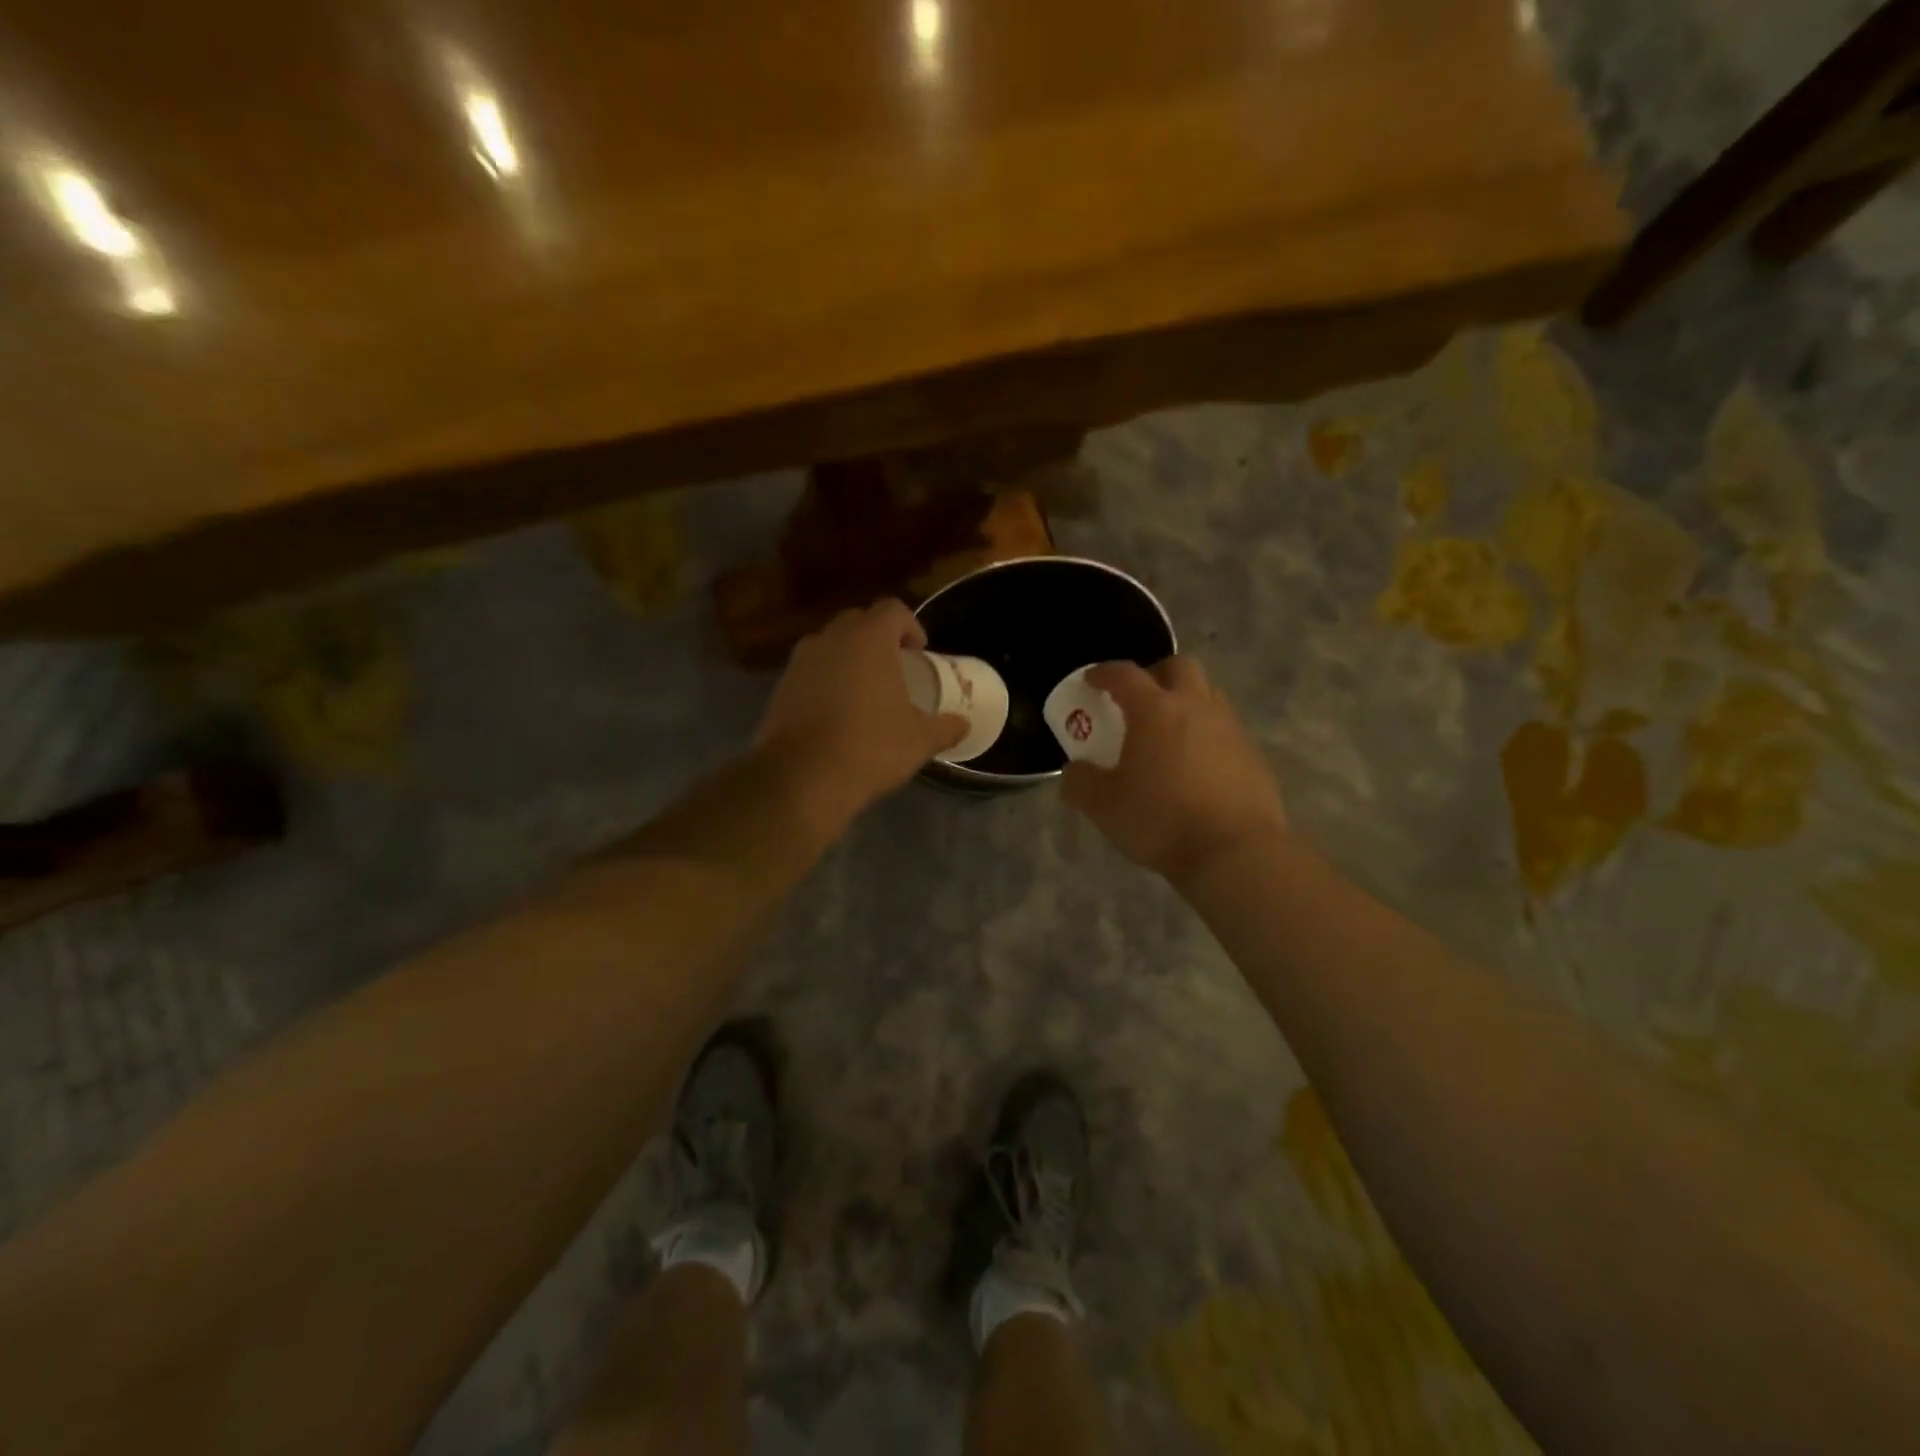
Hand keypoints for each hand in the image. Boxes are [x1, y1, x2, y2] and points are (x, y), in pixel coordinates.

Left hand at [754, 600, 966, 826]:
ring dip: (849, 657)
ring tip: (864, 690)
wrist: (801, 778)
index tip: (919, 652)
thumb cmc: (870, 748)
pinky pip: (810, 670)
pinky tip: (836, 712)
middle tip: (894, 668)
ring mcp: (800, 661)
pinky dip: (825, 680)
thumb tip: (962, 724)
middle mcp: (831, 639)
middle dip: (878, 638)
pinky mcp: (780, 686)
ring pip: (830, 644)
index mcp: (869, 639)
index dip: (910, 626)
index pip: (892, 609)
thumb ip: (945, 727)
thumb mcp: (919, 741)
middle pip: (859, 621)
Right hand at [1062, 657, 1286, 884]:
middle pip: (1178, 667)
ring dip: (1185, 701)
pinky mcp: (1253, 755)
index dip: (1103, 673)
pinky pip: (1225, 729)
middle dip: (1155, 674)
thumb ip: (1080, 783)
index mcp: (1156, 711)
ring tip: (1168, 733)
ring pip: (1208, 694)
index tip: (1091, 681)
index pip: (1125, 674)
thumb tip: (1075, 770)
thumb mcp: (1104, 807)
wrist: (1235, 852)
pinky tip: (1196, 766)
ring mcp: (1230, 729)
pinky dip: (1206, 734)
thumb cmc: (1161, 821)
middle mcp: (1196, 708)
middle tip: (1138, 700)